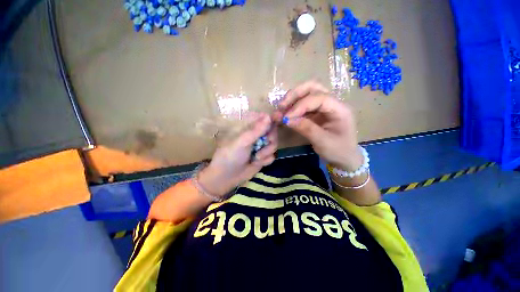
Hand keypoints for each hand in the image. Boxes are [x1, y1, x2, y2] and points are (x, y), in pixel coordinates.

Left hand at [198, 113, 277, 197]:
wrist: (227, 176)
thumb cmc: (230, 155)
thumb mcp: (242, 141)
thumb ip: (256, 130)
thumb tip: (269, 116)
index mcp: (249, 128)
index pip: (265, 119)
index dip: (273, 118)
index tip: (281, 118)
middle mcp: (257, 136)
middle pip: (273, 132)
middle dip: (270, 139)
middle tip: (264, 143)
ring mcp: (261, 147)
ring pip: (274, 144)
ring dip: (266, 152)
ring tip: (256, 157)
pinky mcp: (263, 157)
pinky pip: (272, 156)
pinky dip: (266, 160)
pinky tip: (257, 163)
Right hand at [274, 81, 362, 170]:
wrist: (345, 158)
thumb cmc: (338, 151)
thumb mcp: (323, 142)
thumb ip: (306, 128)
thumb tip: (287, 119)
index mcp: (340, 109)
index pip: (318, 98)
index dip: (300, 105)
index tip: (286, 117)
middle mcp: (332, 103)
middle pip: (313, 88)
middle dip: (295, 95)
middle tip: (281, 106)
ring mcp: (324, 107)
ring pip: (307, 93)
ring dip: (292, 99)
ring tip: (281, 109)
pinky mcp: (316, 113)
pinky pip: (303, 105)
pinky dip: (292, 108)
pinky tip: (285, 114)